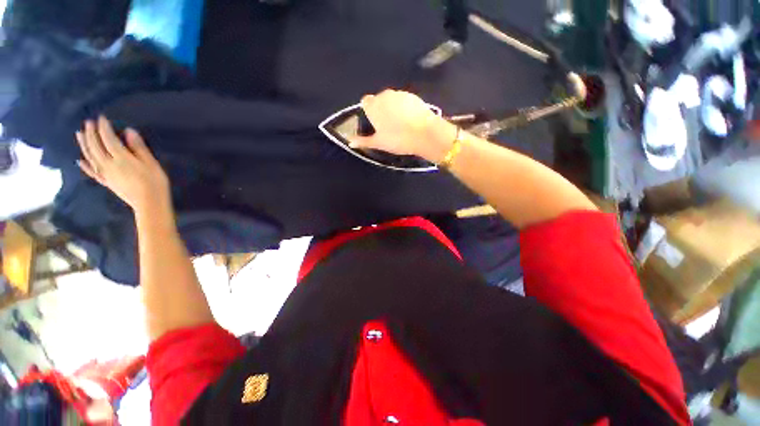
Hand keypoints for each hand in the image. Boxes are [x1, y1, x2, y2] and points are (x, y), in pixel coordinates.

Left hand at [76, 116, 170, 215]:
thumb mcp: (151, 163)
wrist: (149, 203)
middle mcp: (108, 164)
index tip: (102, 117)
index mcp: (121, 158)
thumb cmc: (155, 182)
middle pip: (96, 146)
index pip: (109, 139)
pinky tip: (80, 160)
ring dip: (84, 144)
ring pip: (90, 156)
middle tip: (88, 122)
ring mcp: (105, 174)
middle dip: (91, 133)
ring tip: (79, 134)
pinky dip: (85, 165)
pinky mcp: (106, 182)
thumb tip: (128, 131)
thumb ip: (139, 147)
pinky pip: (92, 172)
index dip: (104, 127)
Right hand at [350, 90, 455, 161]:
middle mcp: (384, 95)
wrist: (424, 134)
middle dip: (381, 110)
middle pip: (379, 100)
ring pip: (392, 100)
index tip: (374, 123)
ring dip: (393, 109)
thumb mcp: (379, 143)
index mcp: (373, 105)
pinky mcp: (413, 96)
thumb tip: (349, 142)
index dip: (369, 112)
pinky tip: (410, 120)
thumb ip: (363, 141)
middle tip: (388, 127)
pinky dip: (404, 108)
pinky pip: (404, 101)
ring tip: (400, 125)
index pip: (365, 102)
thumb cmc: (398, 139)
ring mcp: (400, 94)